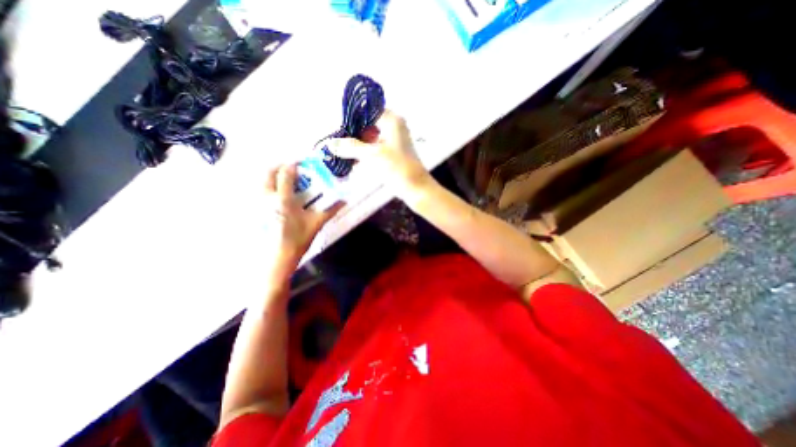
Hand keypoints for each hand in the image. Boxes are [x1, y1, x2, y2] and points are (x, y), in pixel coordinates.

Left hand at [266, 164, 343, 274]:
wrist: (279, 256)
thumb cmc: (299, 239)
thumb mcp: (317, 223)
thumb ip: (330, 210)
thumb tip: (344, 201)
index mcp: (283, 199)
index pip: (285, 174)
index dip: (292, 165)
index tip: (301, 162)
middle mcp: (267, 198)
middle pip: (268, 173)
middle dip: (279, 167)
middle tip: (291, 169)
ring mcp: (259, 205)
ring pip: (262, 182)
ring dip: (273, 177)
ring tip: (286, 181)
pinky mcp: (256, 212)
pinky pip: (260, 193)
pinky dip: (269, 188)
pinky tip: (279, 196)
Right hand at [327, 110, 431, 198]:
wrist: (416, 189)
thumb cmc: (397, 168)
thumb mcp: (372, 155)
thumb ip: (351, 147)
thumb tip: (330, 143)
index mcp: (392, 120)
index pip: (367, 111)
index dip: (352, 118)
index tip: (338, 128)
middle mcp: (394, 127)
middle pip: (368, 125)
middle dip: (353, 134)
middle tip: (337, 142)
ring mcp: (394, 141)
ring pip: (371, 138)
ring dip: (357, 145)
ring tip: (341, 152)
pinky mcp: (393, 154)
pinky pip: (375, 149)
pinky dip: (365, 154)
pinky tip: (352, 161)